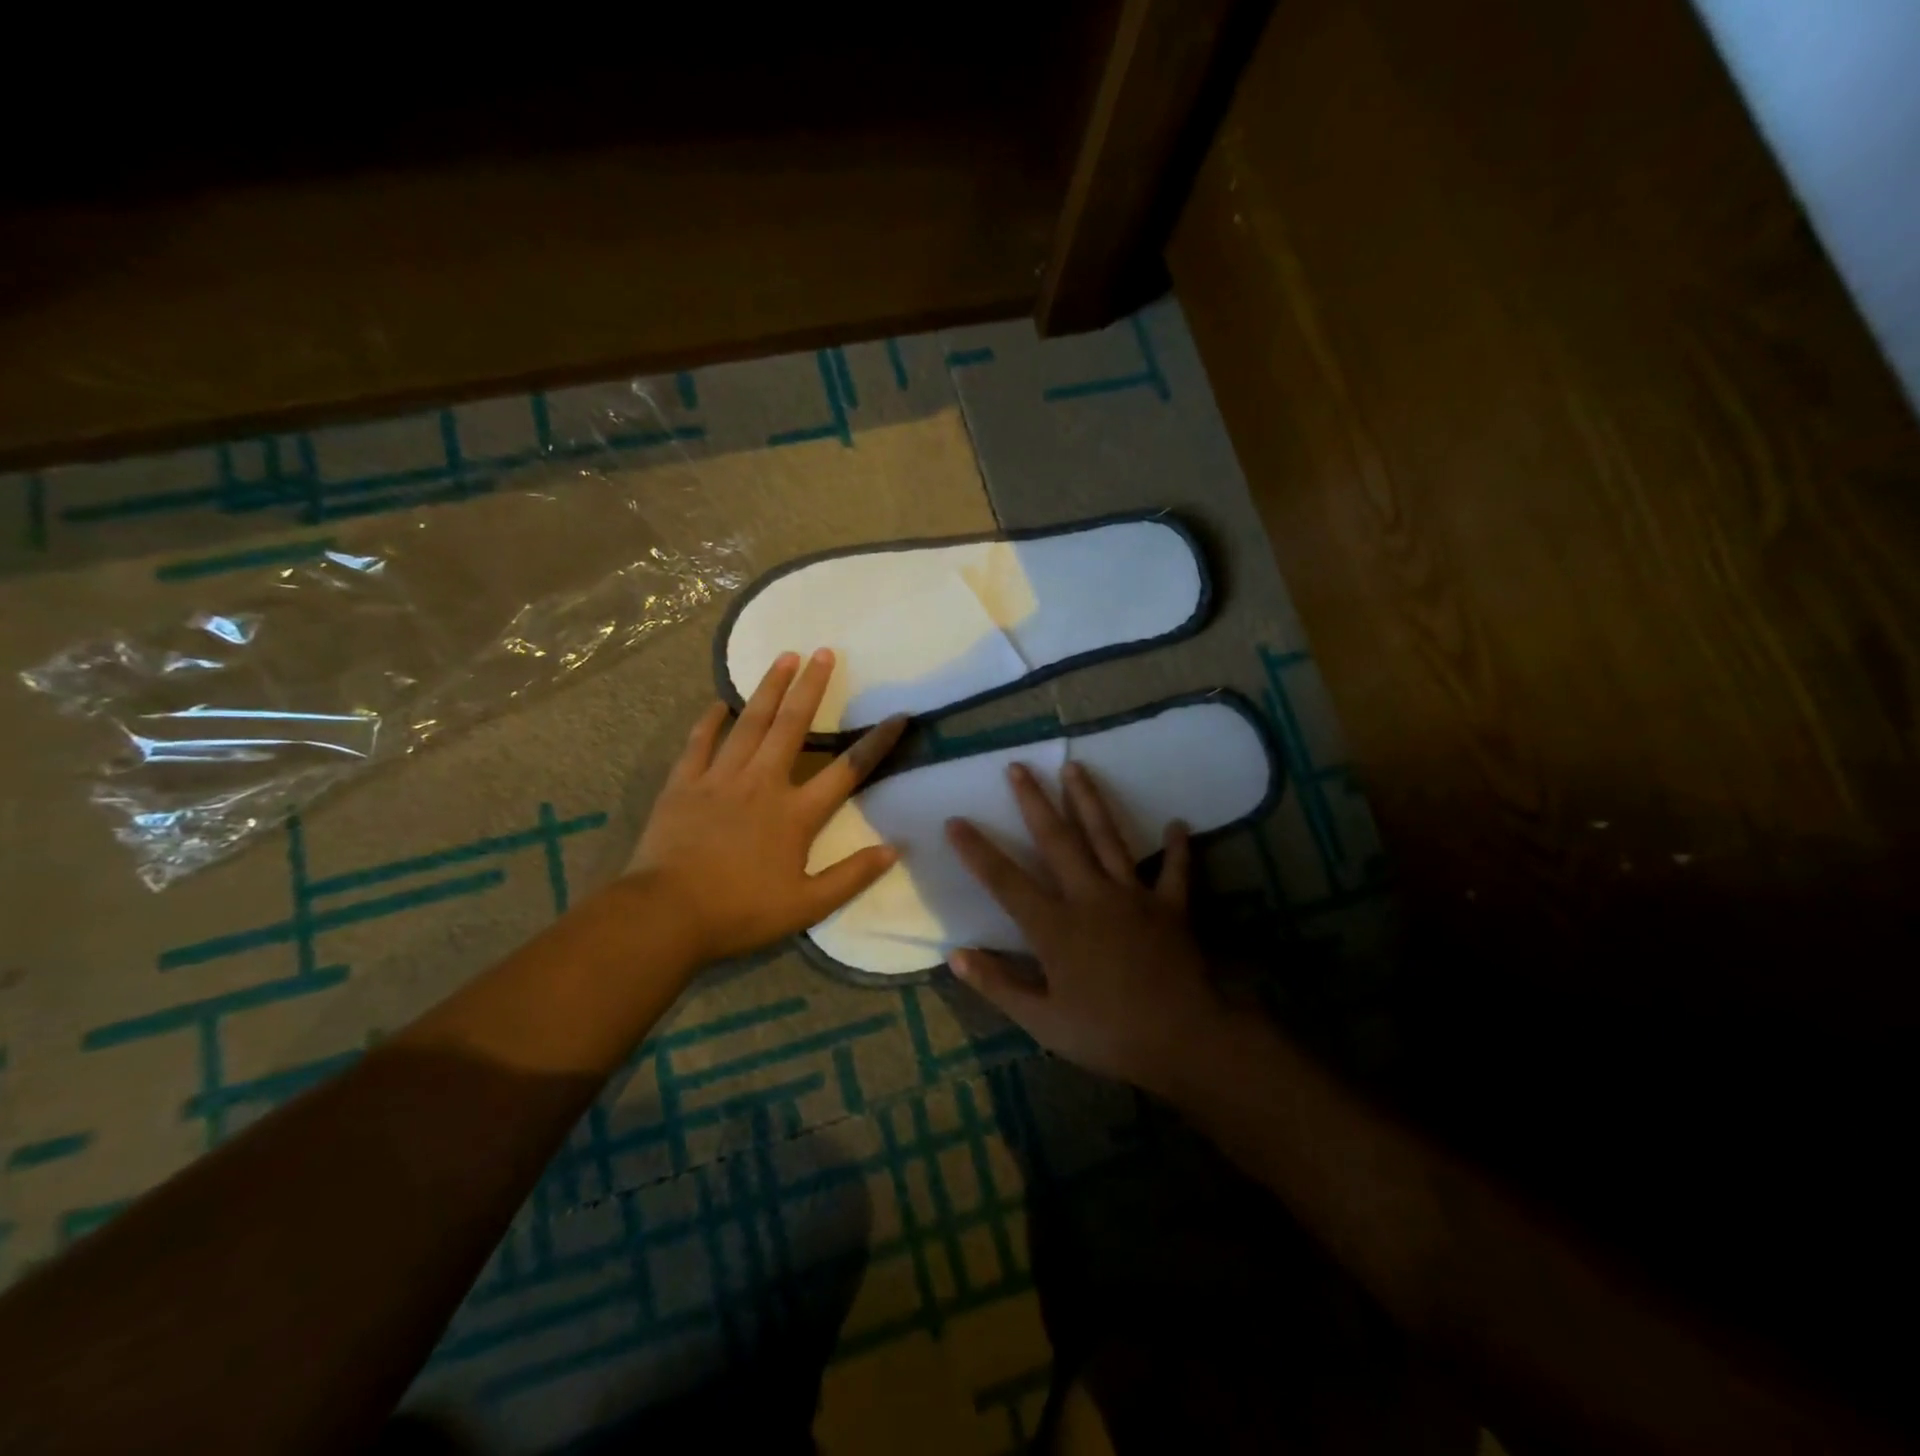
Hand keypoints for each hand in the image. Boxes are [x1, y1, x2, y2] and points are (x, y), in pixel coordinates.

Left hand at [626, 649, 905, 966]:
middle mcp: (762, 783)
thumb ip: (852, 876)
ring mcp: (720, 778)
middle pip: (793, 726)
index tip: (899, 716)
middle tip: (824, 652)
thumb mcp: (806, 906)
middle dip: (812, 687)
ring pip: (750, 723)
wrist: (666, 915)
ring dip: (769, 689)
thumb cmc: (740, 911)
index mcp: (795, 813)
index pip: (847, 770)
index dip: (876, 743)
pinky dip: (710, 720)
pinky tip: (719, 701)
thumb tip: (894, 849)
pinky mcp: (684, 783)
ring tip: (784, 657)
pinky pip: (700, 742)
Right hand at [944, 760, 1228, 1095]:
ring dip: (1089, 800)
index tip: (955, 820)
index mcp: (1055, 926)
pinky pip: (1174, 870)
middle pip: (1056, 840)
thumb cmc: (1108, 1035)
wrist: (1186, 1040)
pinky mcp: (1171, 906)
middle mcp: (1090, 897)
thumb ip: (998, 986)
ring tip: (1075, 766)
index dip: (977, 850)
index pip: (1005, 881)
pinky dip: (1177, 848)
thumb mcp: (1043, 1022)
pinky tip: (1179, 823)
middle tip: (1018, 766)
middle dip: (1034, 801)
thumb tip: (955, 956)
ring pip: (1107, 837)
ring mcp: (1133, 896)